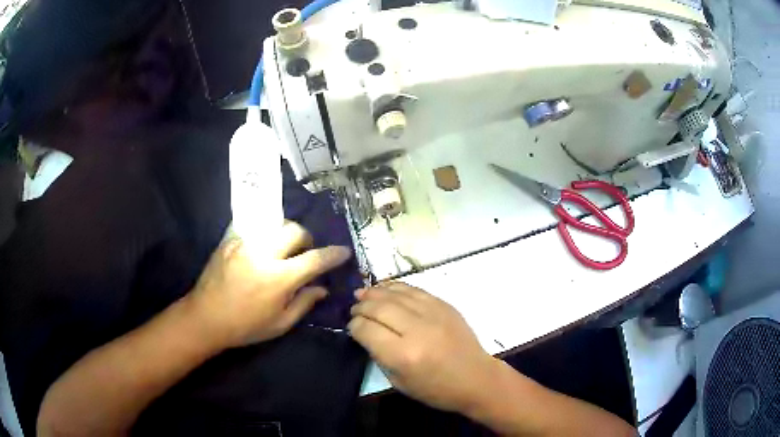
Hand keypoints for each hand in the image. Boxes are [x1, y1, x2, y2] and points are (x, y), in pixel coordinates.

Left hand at [188, 221, 351, 348]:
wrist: (205, 317)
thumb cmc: (245, 326)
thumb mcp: (280, 324)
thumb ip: (304, 303)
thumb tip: (322, 288)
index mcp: (279, 278)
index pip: (314, 259)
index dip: (333, 254)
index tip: (344, 252)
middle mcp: (263, 254)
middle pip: (295, 230)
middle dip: (307, 238)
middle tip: (305, 252)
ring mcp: (244, 243)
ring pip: (274, 223)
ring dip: (286, 233)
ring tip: (283, 248)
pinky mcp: (230, 240)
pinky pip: (254, 227)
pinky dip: (264, 234)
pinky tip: (261, 248)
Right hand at [348, 283, 498, 413]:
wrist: (475, 377)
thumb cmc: (436, 389)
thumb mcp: (399, 382)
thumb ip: (379, 355)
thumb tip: (366, 333)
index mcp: (403, 355)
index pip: (366, 330)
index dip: (354, 326)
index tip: (351, 327)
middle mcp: (416, 330)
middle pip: (378, 308)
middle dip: (361, 307)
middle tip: (354, 309)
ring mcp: (432, 314)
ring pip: (395, 294)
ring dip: (375, 292)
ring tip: (362, 294)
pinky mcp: (444, 305)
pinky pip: (414, 290)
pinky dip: (396, 287)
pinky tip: (385, 289)